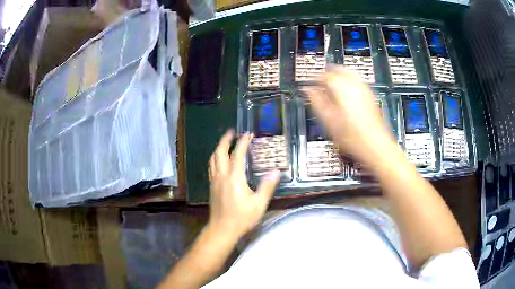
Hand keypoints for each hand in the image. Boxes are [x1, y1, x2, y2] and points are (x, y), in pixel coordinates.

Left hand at [208, 130, 279, 239]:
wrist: (222, 229)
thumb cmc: (241, 218)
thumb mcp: (259, 204)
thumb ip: (267, 187)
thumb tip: (275, 172)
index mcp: (234, 177)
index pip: (237, 154)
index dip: (242, 142)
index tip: (248, 134)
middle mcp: (222, 175)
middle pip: (219, 152)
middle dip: (225, 140)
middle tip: (231, 132)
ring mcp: (215, 181)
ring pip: (213, 159)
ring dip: (218, 148)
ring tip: (225, 143)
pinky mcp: (212, 187)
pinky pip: (211, 167)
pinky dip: (215, 158)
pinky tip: (220, 161)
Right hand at [303, 66, 396, 165]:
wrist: (375, 145)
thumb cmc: (351, 135)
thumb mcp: (328, 120)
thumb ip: (316, 101)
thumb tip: (307, 90)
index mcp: (341, 87)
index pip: (323, 75)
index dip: (314, 80)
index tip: (309, 86)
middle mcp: (354, 83)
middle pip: (338, 70)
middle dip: (327, 75)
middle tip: (320, 85)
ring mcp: (364, 89)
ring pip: (349, 74)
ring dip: (339, 78)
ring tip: (332, 90)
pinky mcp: (370, 96)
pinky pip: (357, 82)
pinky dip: (349, 84)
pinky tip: (346, 96)